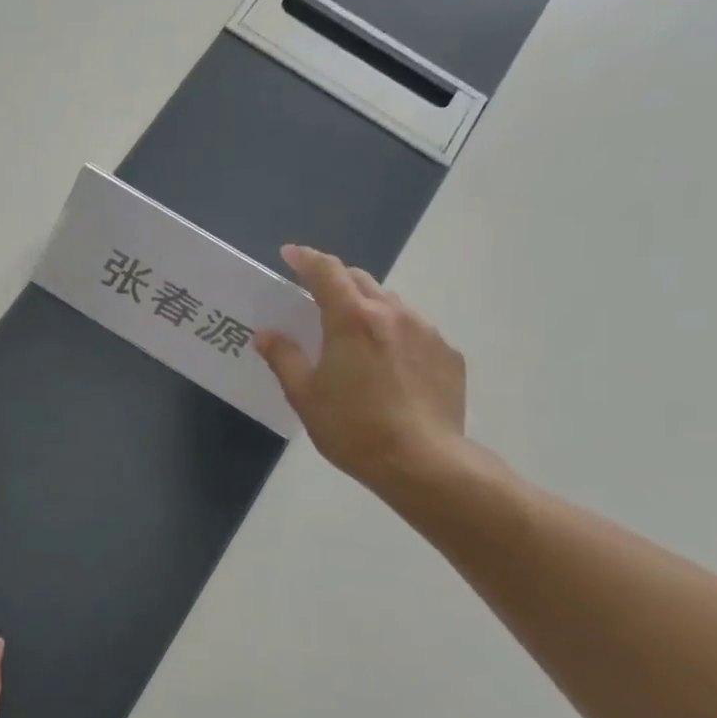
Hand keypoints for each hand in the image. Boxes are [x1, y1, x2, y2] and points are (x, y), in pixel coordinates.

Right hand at [255, 244, 466, 491]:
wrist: (424, 462)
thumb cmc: (353, 428)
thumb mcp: (305, 396)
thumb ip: (284, 357)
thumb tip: (267, 334)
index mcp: (351, 319)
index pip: (326, 271)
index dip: (306, 258)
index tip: (290, 255)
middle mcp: (392, 314)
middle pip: (360, 280)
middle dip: (336, 281)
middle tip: (317, 300)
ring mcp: (426, 332)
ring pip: (391, 304)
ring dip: (368, 308)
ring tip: (355, 338)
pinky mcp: (448, 354)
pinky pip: (416, 330)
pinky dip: (395, 335)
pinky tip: (389, 367)